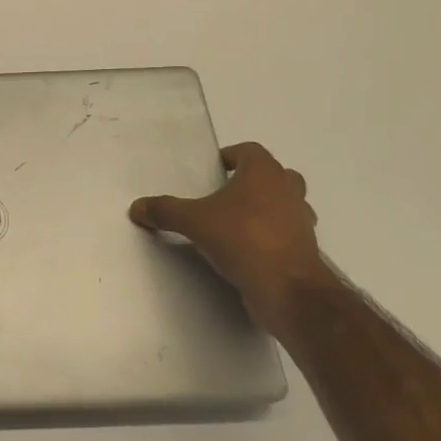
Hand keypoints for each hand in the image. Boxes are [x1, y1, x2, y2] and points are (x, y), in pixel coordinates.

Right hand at [130, 142, 325, 329]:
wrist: (288, 290)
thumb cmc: (243, 239)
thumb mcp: (194, 222)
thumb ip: (165, 211)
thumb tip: (136, 207)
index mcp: (264, 173)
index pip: (250, 151)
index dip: (231, 156)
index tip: (213, 170)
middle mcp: (288, 191)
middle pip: (273, 175)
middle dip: (251, 181)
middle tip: (225, 194)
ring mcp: (301, 221)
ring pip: (285, 204)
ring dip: (265, 209)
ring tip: (235, 223)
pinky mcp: (304, 250)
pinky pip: (286, 234)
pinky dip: (270, 237)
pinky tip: (247, 251)